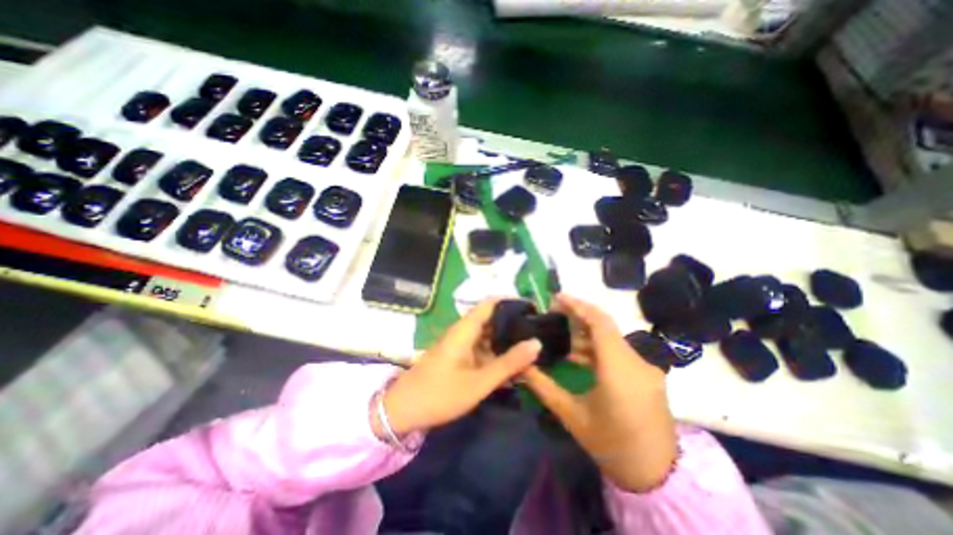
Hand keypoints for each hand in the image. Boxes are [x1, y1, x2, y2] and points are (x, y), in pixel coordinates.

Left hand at [381, 298, 543, 437]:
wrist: (402, 411)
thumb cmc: (440, 394)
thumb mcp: (479, 382)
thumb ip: (508, 363)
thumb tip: (536, 343)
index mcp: (465, 329)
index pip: (491, 303)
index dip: (511, 301)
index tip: (533, 309)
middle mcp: (463, 331)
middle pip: (491, 319)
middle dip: (513, 325)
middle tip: (537, 333)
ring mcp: (460, 344)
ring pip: (487, 336)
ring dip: (506, 342)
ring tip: (530, 350)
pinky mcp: (458, 356)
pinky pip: (481, 349)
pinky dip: (496, 355)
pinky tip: (511, 367)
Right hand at [519, 295, 677, 490]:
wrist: (657, 475)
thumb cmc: (611, 445)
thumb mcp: (572, 415)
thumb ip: (543, 386)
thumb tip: (520, 366)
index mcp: (619, 370)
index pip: (600, 323)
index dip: (578, 305)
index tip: (557, 297)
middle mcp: (637, 362)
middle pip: (605, 326)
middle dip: (578, 315)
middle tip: (553, 312)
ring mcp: (645, 366)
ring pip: (611, 337)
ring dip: (586, 332)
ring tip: (561, 335)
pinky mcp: (646, 372)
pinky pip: (618, 350)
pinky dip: (597, 346)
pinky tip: (578, 355)